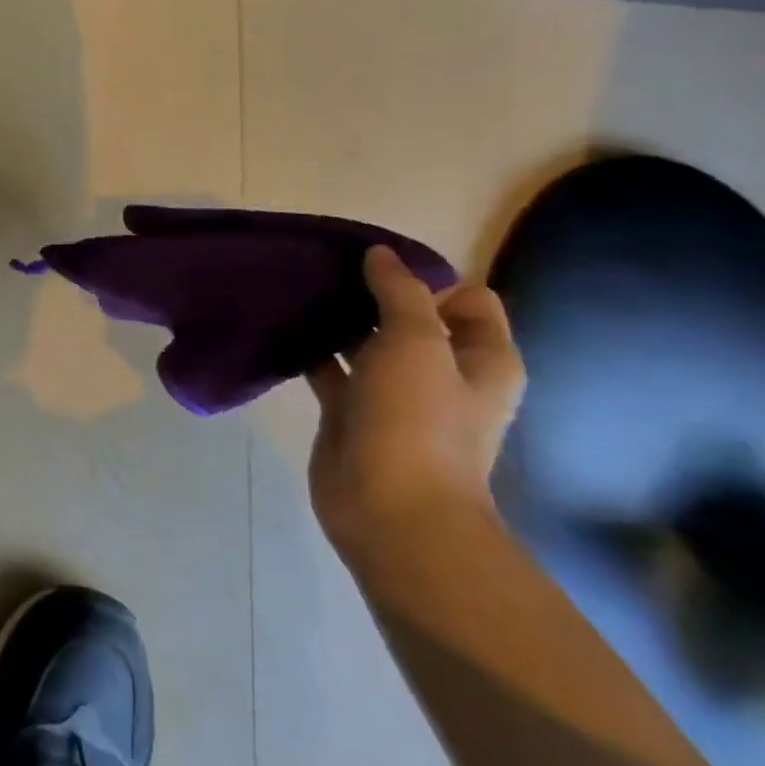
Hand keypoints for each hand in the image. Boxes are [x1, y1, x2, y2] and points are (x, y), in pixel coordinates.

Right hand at [306, 245, 525, 553]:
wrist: (390, 510)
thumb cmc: (418, 421)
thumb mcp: (417, 343)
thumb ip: (400, 293)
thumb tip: (380, 254)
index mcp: (481, 358)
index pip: (468, 299)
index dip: (429, 279)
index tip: (378, 270)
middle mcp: (443, 374)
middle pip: (411, 318)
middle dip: (373, 294)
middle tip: (326, 272)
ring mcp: (394, 396)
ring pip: (367, 344)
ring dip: (339, 322)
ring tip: (298, 292)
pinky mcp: (352, 413)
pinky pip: (332, 370)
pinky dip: (312, 351)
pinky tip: (283, 330)